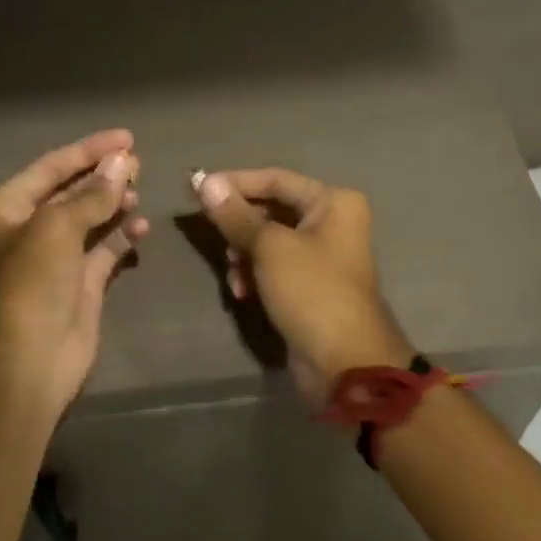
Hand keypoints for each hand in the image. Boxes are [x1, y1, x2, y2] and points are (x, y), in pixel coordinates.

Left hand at [0, 130, 150, 416]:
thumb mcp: (56, 228)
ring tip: (140, 189)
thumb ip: (92, 195)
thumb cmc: (29, 283)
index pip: (50, 168)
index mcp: (4, 210)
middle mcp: (26, 231)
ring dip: (113, 204)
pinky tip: (141, 225)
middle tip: (139, 163)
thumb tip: (123, 163)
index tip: (126, 138)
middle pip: (69, 192)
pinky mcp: (79, 286)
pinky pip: (103, 252)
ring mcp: (54, 260)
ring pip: (88, 221)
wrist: (28, 360)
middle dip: (102, 176)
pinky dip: (121, 237)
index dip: (88, 150)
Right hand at [192, 168, 411, 404]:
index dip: (234, 183)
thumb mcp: (270, 248)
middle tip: (215, 240)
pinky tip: (242, 294)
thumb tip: (205, 182)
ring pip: (268, 241)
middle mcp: (331, 223)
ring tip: (234, 276)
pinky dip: (254, 275)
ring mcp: (321, 256)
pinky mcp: (308, 286)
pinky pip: (273, 268)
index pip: (275, 179)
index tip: (195, 189)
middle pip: (271, 209)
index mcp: (333, 203)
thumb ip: (236, 215)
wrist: (344, 361)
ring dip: (243, 255)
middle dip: (239, 227)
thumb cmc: (311, 292)